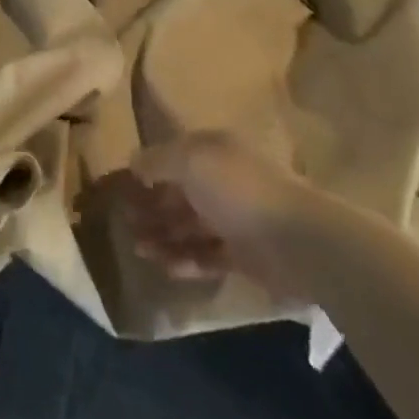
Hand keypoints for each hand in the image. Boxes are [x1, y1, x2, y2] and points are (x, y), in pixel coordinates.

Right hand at [119, 133, 318, 300]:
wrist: (296, 240)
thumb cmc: (237, 189)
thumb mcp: (189, 161)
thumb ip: (157, 160)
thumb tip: (132, 162)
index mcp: (213, 151)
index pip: (173, 155)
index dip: (147, 169)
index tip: (122, 187)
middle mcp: (222, 180)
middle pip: (179, 192)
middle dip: (151, 207)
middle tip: (124, 224)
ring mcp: (233, 218)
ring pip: (190, 226)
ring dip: (163, 236)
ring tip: (138, 249)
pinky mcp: (242, 255)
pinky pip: (206, 255)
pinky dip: (186, 260)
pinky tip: (165, 267)